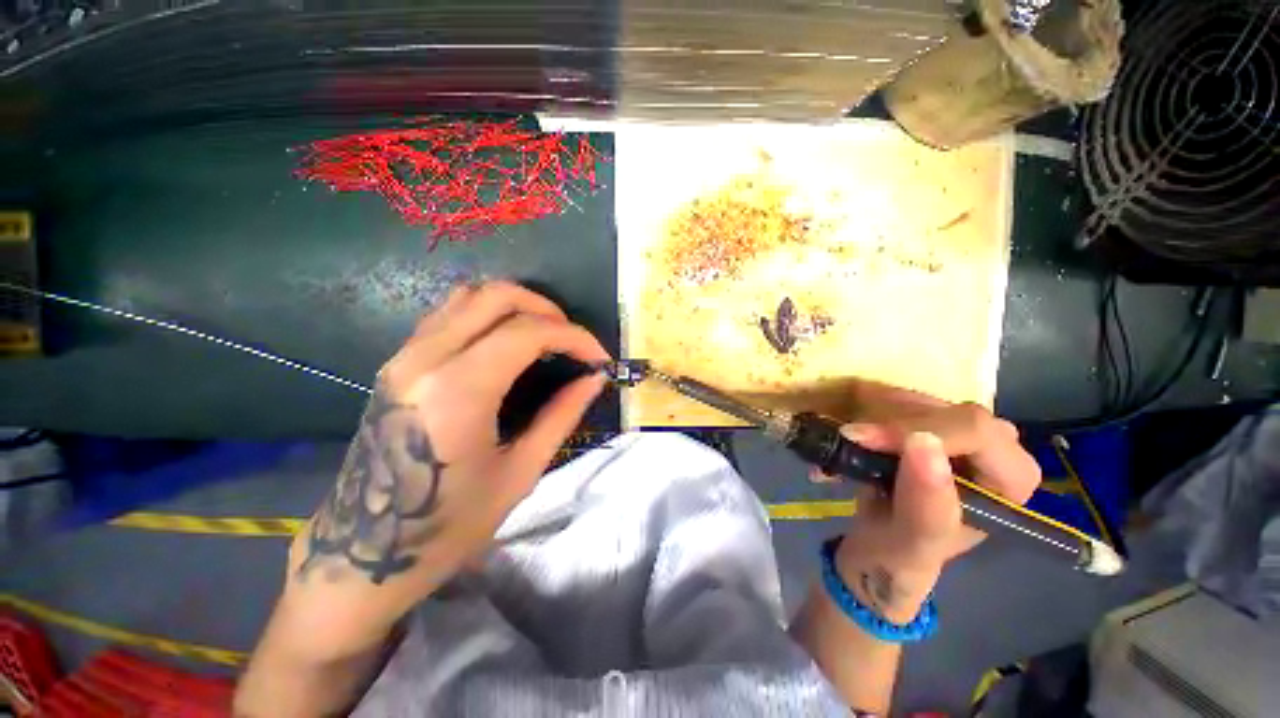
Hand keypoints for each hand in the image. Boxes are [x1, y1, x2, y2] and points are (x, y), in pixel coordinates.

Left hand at [288, 281, 609, 615]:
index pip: (528, 332)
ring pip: (468, 295)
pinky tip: (508, 342)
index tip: (599, 358)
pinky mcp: (397, 363)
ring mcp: (404, 357)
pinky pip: (448, 314)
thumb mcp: (520, 473)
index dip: (574, 337)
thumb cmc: (449, 525)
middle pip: (496, 296)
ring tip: (546, 336)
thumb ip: (562, 415)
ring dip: (517, 306)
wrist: (364, 556)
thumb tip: (595, 379)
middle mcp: (425, 359)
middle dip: (547, 310)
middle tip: (573, 341)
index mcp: (458, 391)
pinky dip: (488, 314)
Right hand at [814, 387, 1040, 622]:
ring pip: (918, 400)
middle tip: (850, 439)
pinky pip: (900, 400)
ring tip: (846, 442)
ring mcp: (962, 432)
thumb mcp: (913, 541)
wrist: (880, 546)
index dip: (916, 428)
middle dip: (891, 423)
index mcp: (1012, 479)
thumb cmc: (903, 553)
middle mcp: (996, 448)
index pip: (975, 431)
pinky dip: (868, 411)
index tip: (862, 439)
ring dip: (874, 416)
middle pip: (944, 409)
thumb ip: (926, 502)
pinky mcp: (930, 423)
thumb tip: (922, 441)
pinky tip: (853, 434)